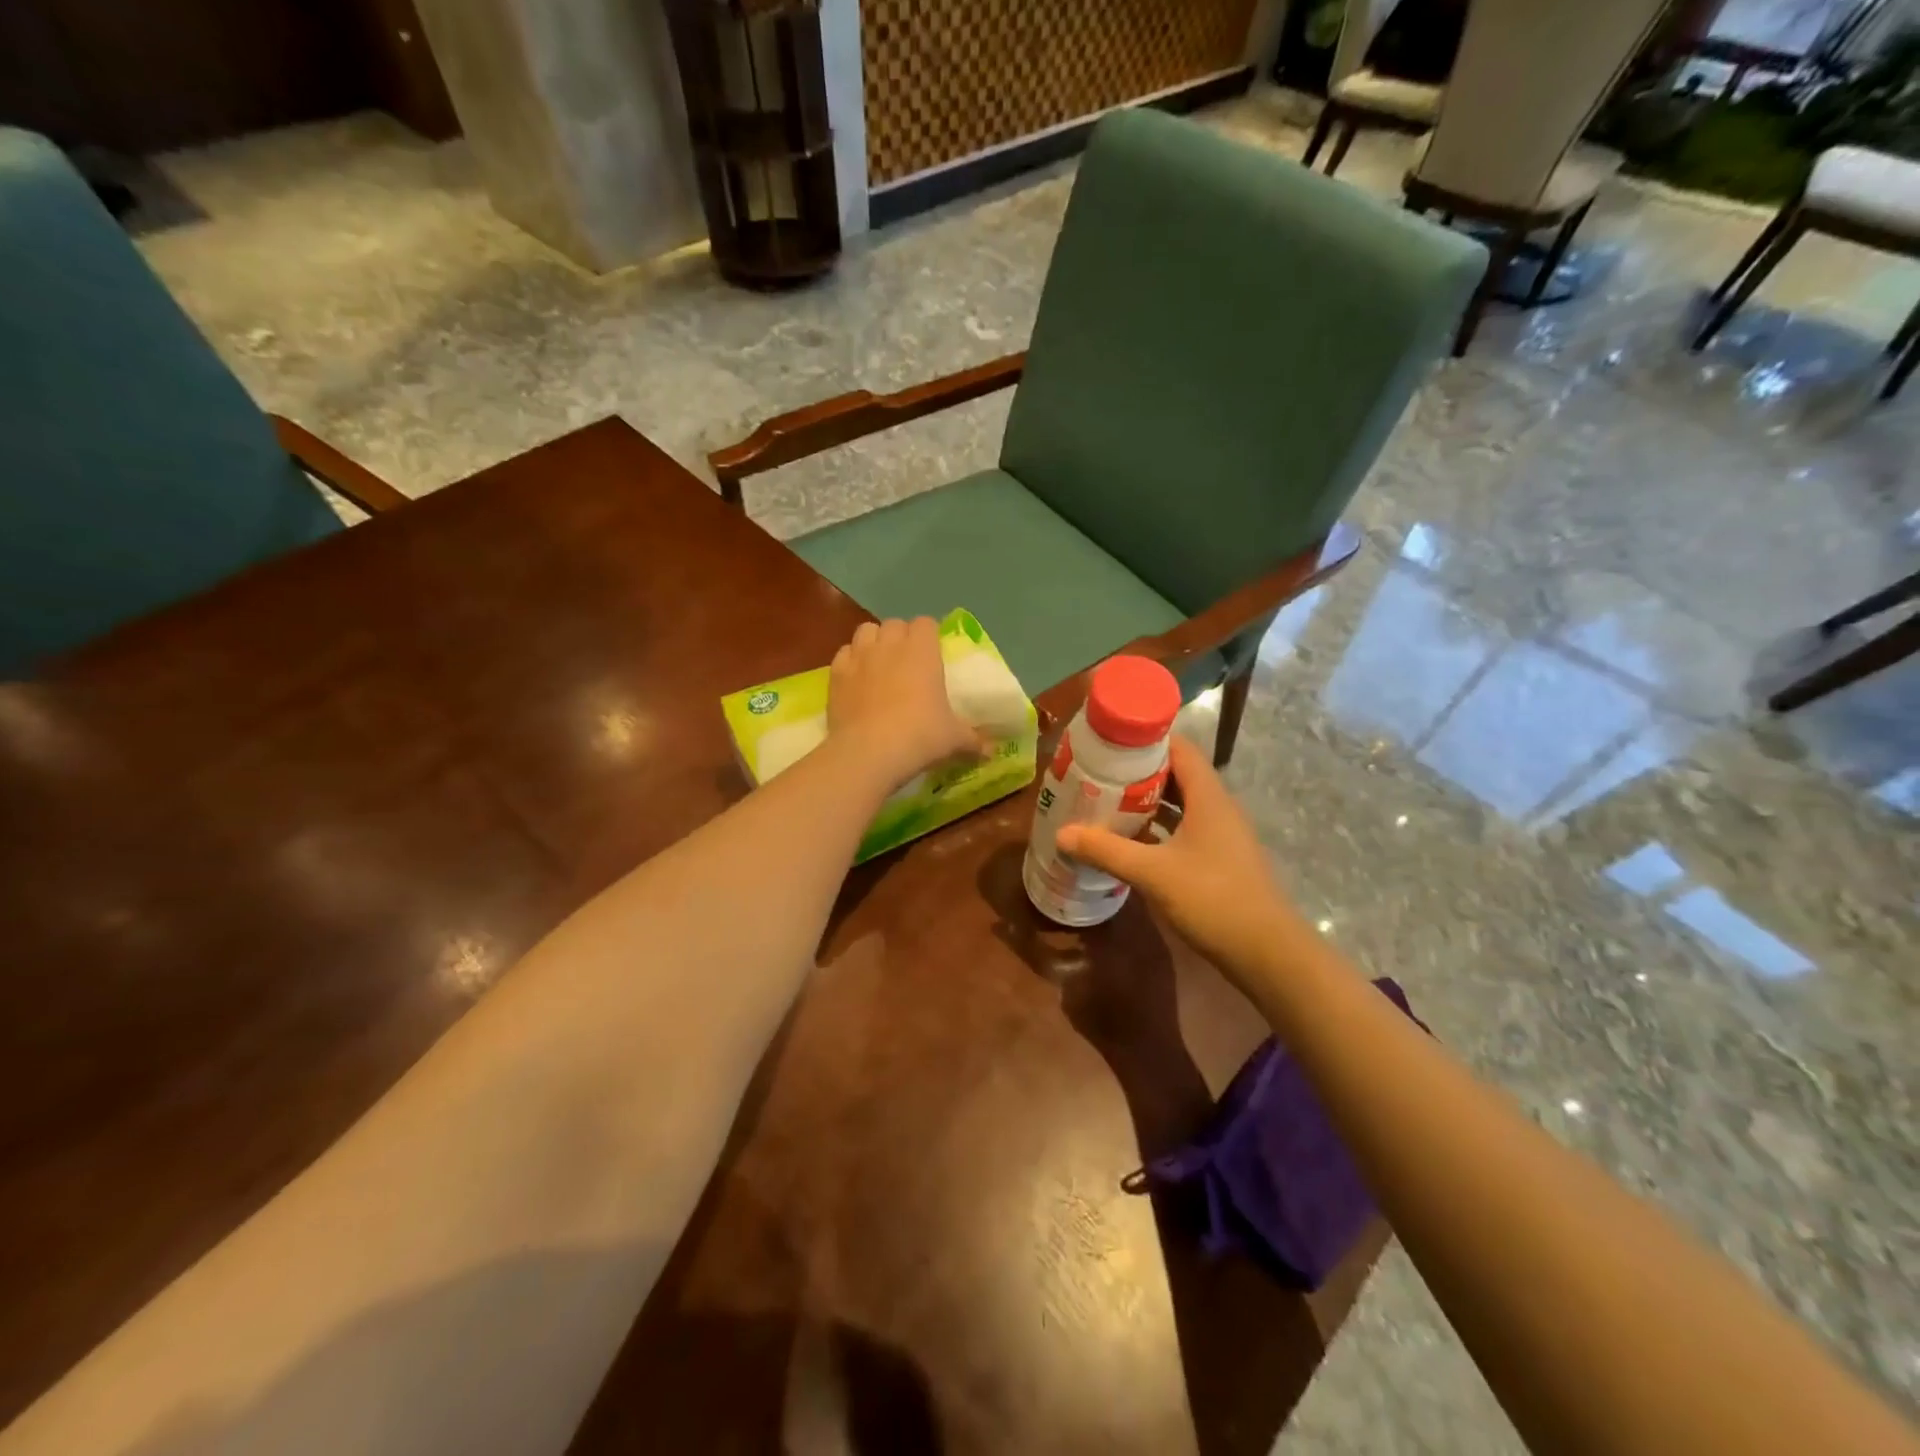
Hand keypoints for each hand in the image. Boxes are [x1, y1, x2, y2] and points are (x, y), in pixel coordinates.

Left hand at [828, 618, 983, 789]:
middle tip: (908, 661)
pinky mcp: (835, 674)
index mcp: (923, 651)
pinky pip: (843, 654)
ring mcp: (859, 657)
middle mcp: (890, 645)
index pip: (926, 623)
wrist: (869, 753)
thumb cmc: (920, 737)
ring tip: (879, 663)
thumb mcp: (954, 740)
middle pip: (895, 624)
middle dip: (901, 636)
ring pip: (866, 631)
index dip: (929, 635)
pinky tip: (856, 680)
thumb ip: (973, 741)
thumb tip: (992, 752)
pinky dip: (850, 661)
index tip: (933, 653)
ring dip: (874, 641)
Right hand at [1055, 735, 1317, 989]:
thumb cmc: (1212, 898)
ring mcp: (1221, 835)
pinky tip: (1131, 841)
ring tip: (1107, 802)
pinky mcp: (1219, 860)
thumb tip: (1061, 834)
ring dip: (1147, 802)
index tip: (1110, 742)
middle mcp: (1218, 808)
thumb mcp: (1152, 872)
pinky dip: (1158, 829)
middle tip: (1099, 773)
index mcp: (1208, 797)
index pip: (1179, 748)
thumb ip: (1106, 851)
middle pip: (1177, 775)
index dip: (1146, 740)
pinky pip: (1184, 830)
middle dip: (1138, 772)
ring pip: (1180, 805)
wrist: (1266, 952)